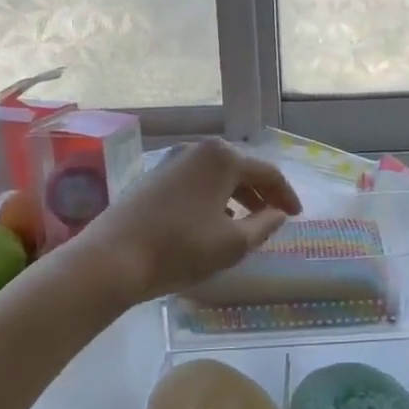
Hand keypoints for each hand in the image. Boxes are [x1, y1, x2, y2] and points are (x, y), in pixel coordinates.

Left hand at [65, 139, 301, 305]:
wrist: (112, 259)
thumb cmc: (180, 248)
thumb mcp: (233, 243)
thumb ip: (264, 225)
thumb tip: (278, 214)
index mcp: (223, 158)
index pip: (268, 173)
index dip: (286, 195)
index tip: (297, 216)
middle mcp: (198, 150)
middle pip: (241, 169)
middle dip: (262, 193)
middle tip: (276, 216)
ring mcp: (172, 161)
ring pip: (217, 176)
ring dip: (237, 196)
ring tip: (248, 222)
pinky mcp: (153, 178)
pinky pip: (196, 182)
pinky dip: (213, 198)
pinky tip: (213, 222)